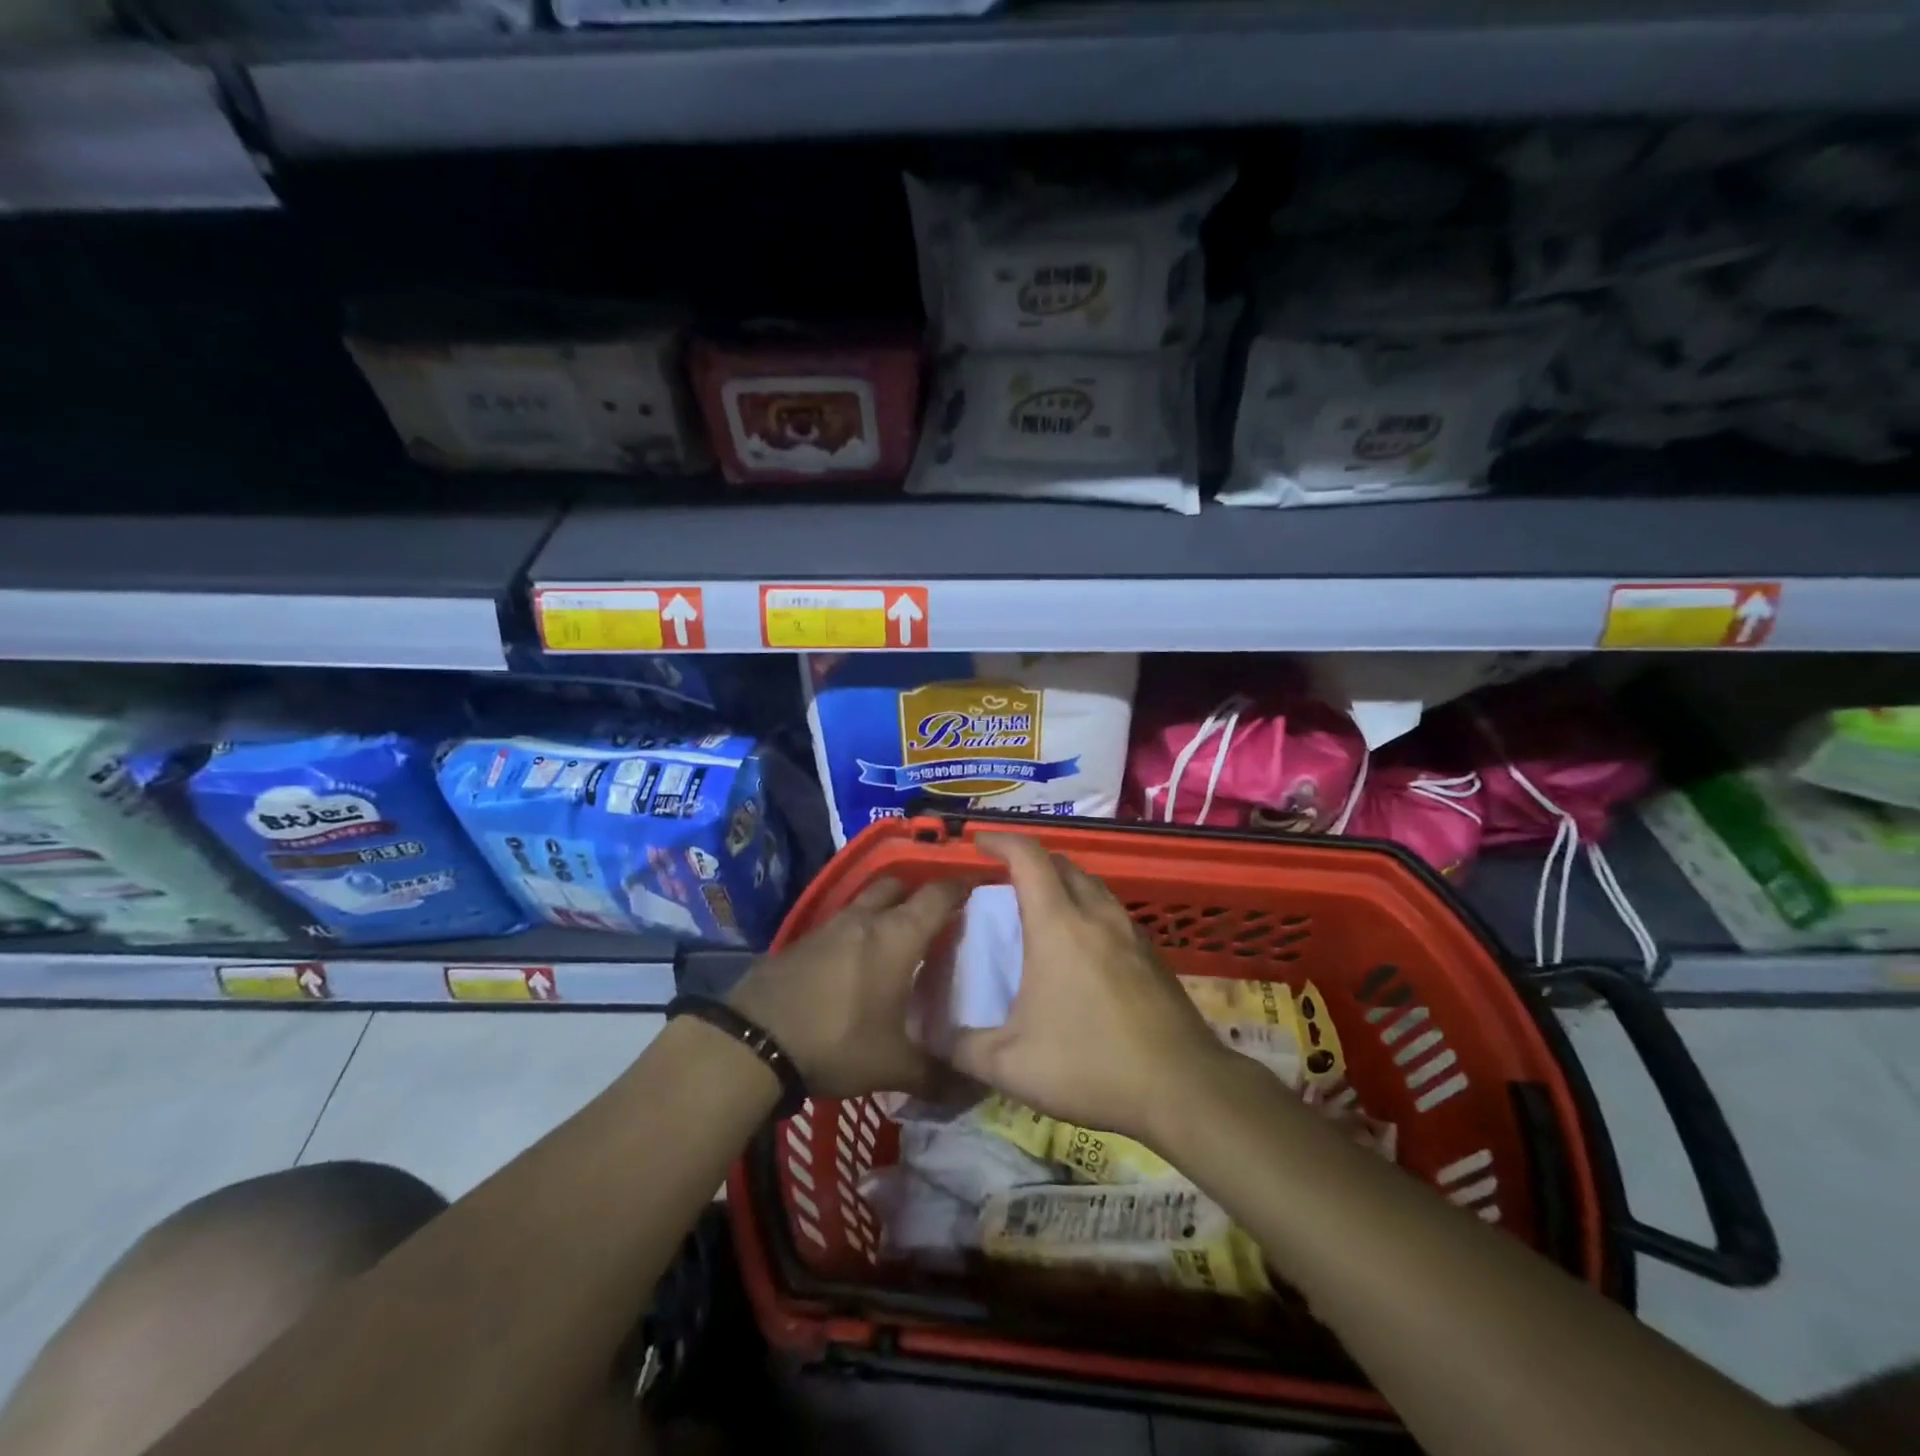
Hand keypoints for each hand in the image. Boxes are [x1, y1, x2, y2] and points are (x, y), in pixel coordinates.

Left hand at [730, 877, 964, 1099]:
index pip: (938, 894)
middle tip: (938, 918)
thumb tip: (976, 1090)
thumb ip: (938, 1075)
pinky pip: (841, 923)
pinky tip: (858, 961)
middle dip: (919, 892)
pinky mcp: (803, 941)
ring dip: (885, 909)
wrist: (755, 1040)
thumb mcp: (893, 1066)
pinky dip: (857, 931)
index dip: (961, 888)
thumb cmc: (838, 1041)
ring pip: (866, 901)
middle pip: (899, 885)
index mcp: (898, 935)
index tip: (979, 893)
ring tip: (900, 939)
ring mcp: (830, 926)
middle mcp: (866, 918)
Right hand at [948, 833, 1228, 1142]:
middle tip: (1004, 880)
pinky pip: (1111, 911)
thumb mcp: (1011, 1065)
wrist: (1184, 1087)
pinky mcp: (1152, 954)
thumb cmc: (1092, 1066)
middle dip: (1030, 860)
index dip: (1000, 840)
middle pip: (1062, 863)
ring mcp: (1130, 932)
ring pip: (1091, 884)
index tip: (977, 841)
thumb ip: (960, 1046)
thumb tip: (925, 1034)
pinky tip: (1082, 947)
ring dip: (1062, 882)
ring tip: (1040, 908)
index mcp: (1059, 926)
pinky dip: (1087, 908)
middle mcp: (1096, 915)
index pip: (1028, 857)